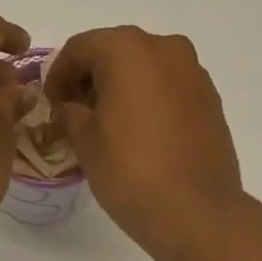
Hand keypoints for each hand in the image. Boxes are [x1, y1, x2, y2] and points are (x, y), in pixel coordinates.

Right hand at [46, 26, 245, 257]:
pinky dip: (149, 100)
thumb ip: (70, 114)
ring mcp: (194, 73)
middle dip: (91, 79)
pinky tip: (139, 134)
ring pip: (146, 69)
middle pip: (115, 52)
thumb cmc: (131, 174)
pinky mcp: (211, 100)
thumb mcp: (86, 143)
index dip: (57, 75)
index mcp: (128, 50)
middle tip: (75, 115)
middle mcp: (166, 48)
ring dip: (122, 89)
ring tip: (107, 126)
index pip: (80, 48)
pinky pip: (169, 88)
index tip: (50, 105)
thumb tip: (69, 107)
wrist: (197, 212)